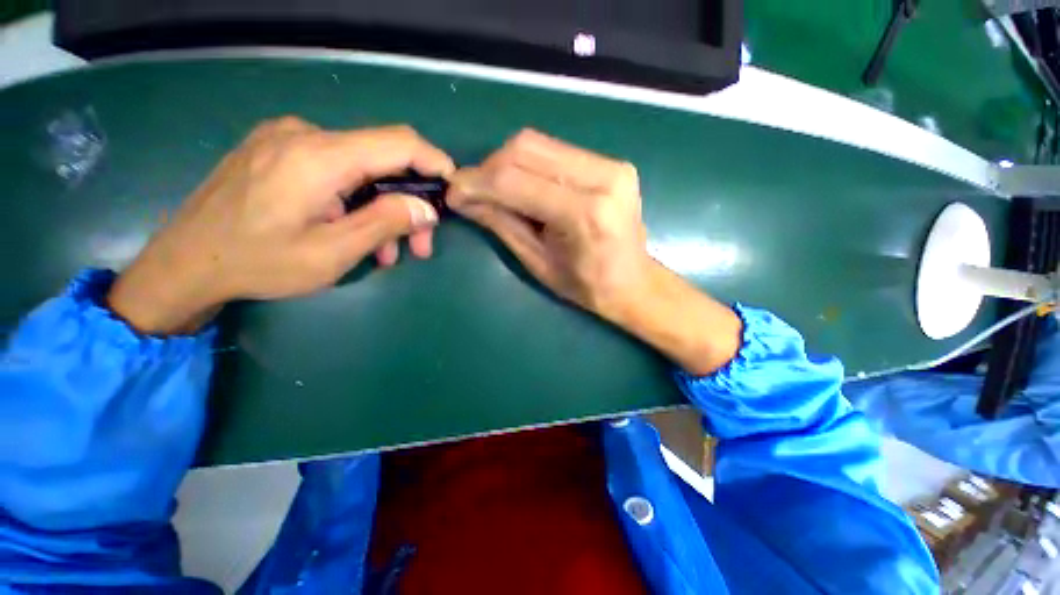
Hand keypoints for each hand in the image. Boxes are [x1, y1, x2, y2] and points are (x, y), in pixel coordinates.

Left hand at [108, 118, 453, 334]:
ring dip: (383, 208)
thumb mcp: (332, 253)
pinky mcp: (277, 151)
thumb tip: (426, 208)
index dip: (434, 161)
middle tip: (421, 245)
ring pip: (361, 169)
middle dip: (409, 202)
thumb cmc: (257, 263)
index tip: (452, 188)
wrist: (182, 264)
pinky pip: (335, 170)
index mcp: (318, 156)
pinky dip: (357, 201)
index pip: (398, 142)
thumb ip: (384, 223)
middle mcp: (304, 135)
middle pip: (382, 160)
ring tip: (387, 251)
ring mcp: (287, 140)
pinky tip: (354, 231)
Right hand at [448, 129, 741, 374]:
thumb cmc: (586, 286)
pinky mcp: (612, 163)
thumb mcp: (538, 263)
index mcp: (585, 214)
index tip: (453, 193)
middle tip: (472, 191)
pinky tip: (521, 185)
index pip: (516, 181)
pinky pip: (555, 151)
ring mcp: (611, 165)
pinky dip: (528, 164)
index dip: (477, 183)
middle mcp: (602, 178)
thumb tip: (464, 198)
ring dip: (506, 163)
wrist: (634, 283)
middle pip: (526, 149)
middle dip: (489, 168)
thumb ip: (502, 224)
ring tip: (494, 189)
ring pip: (538, 144)